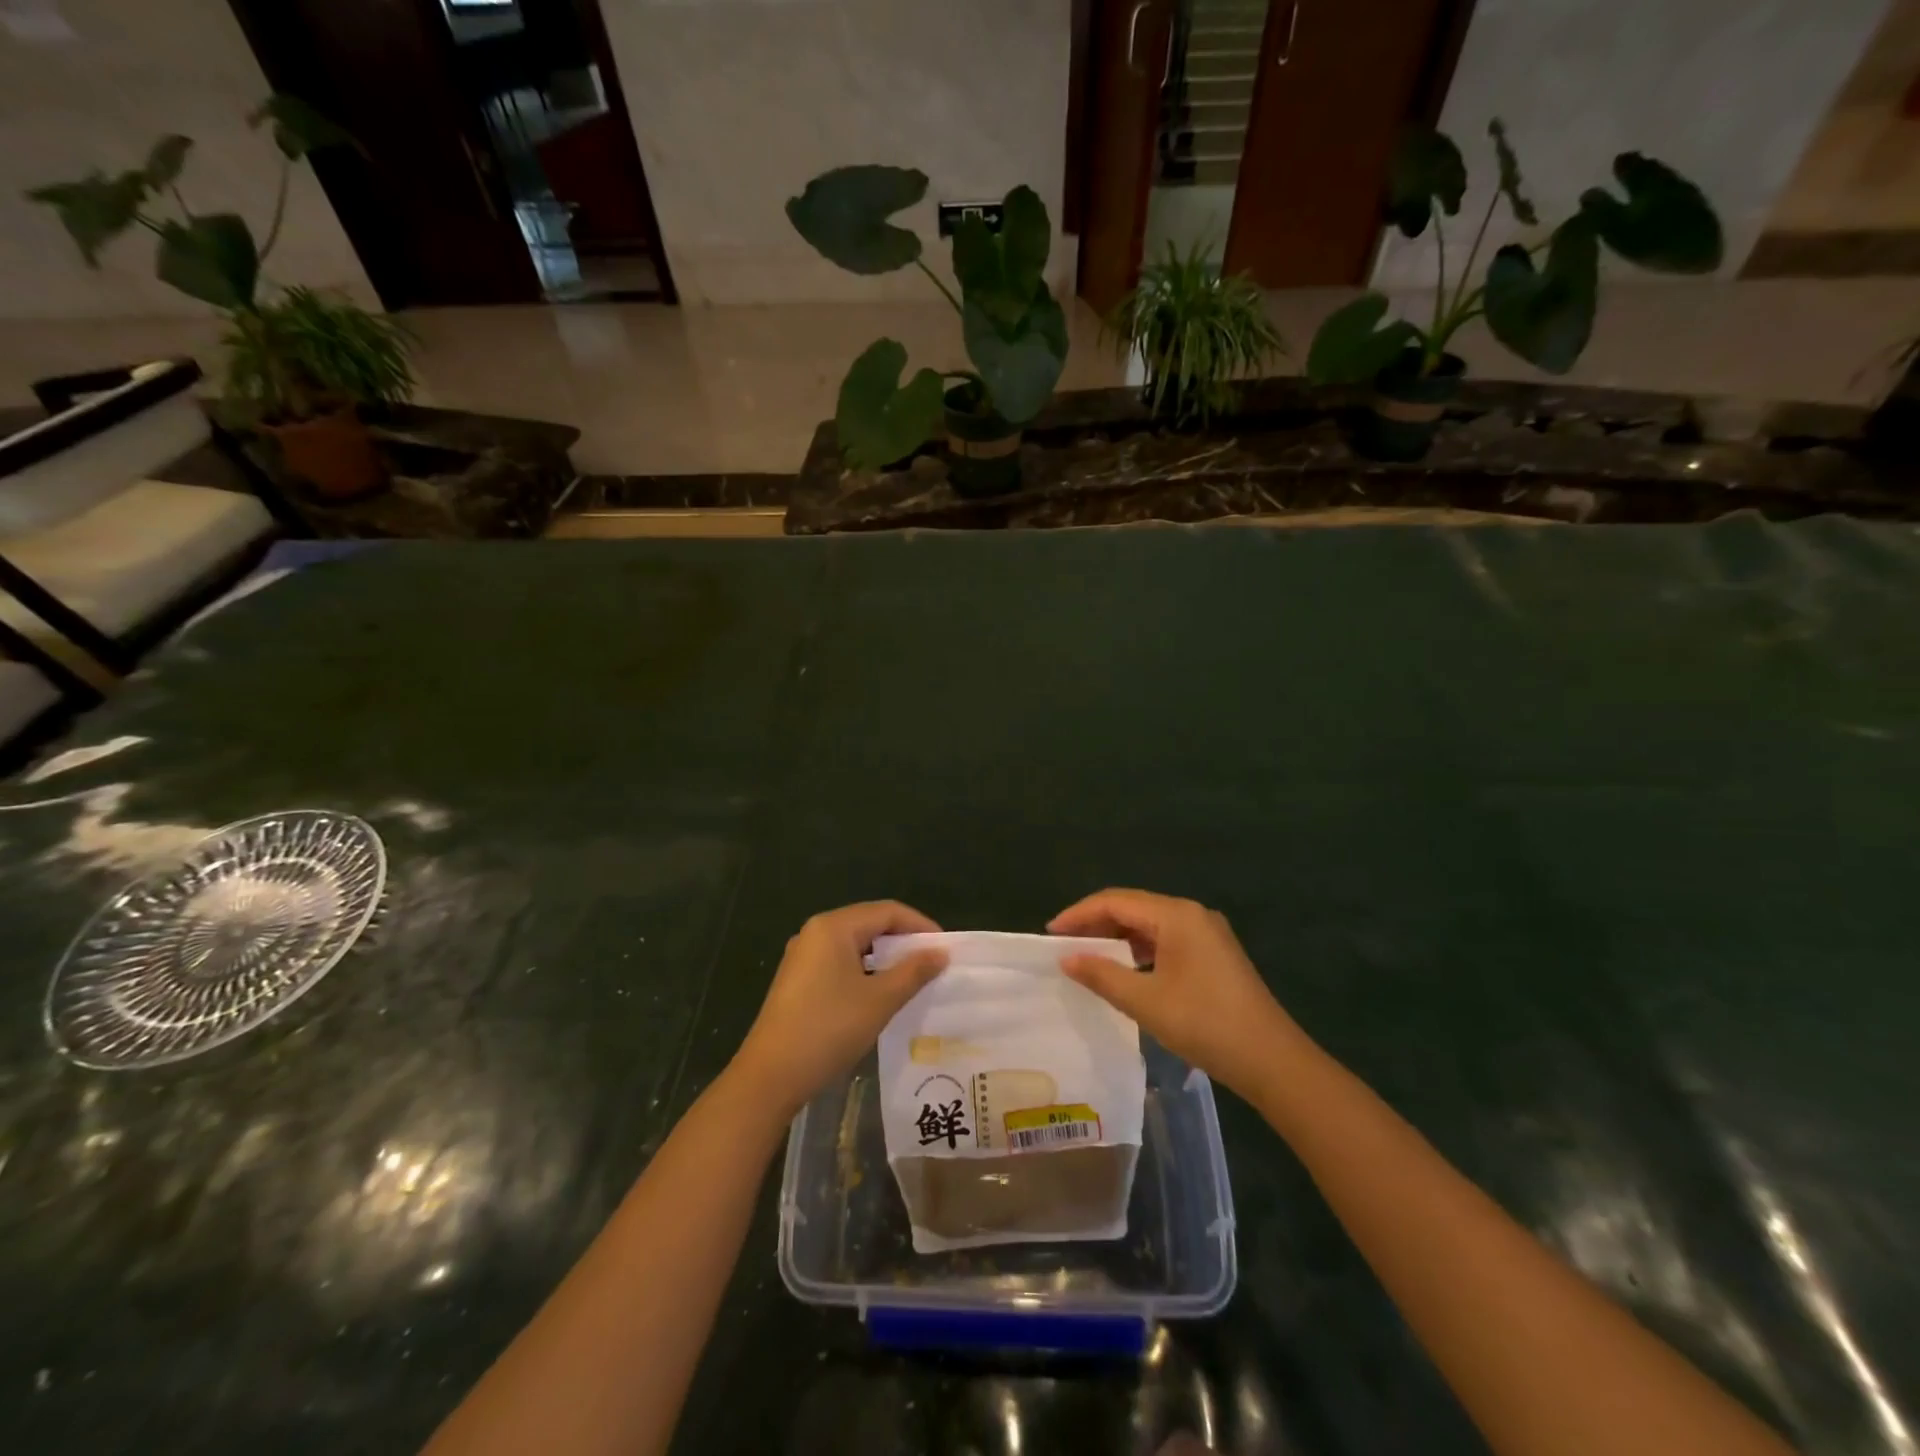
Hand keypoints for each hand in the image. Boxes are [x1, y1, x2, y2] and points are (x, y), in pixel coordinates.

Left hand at [733, 901, 948, 1116]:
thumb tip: (940, 953)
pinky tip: (879, 993)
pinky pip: (839, 962)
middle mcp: (815, 932)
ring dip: (884, 958)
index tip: (945, 948)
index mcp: (833, 927)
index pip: (887, 911)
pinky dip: (864, 971)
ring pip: (854, 945)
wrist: (770, 1076)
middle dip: (903, 941)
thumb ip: (913, 971)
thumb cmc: (828, 1029)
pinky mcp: (797, 980)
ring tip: (912, 978)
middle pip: (869, 923)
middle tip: (932, 963)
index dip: (920, 925)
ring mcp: (803, 956)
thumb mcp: (880, 1000)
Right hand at [1049, 888, 1304, 1096]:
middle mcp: (1192, 914)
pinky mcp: (1214, 955)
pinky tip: (1125, 970)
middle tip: (1064, 945)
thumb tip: (1067, 958)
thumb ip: (1102, 974)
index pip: (1116, 901)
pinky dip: (1139, 950)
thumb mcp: (1145, 1001)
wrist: (1272, 1061)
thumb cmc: (1205, 1024)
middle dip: (1096, 924)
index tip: (1050, 933)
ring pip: (1149, 925)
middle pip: (1133, 908)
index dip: (1079, 914)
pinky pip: (1166, 941)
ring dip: (1117, 937)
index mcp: (1176, 915)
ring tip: (1087, 957)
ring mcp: (1207, 934)